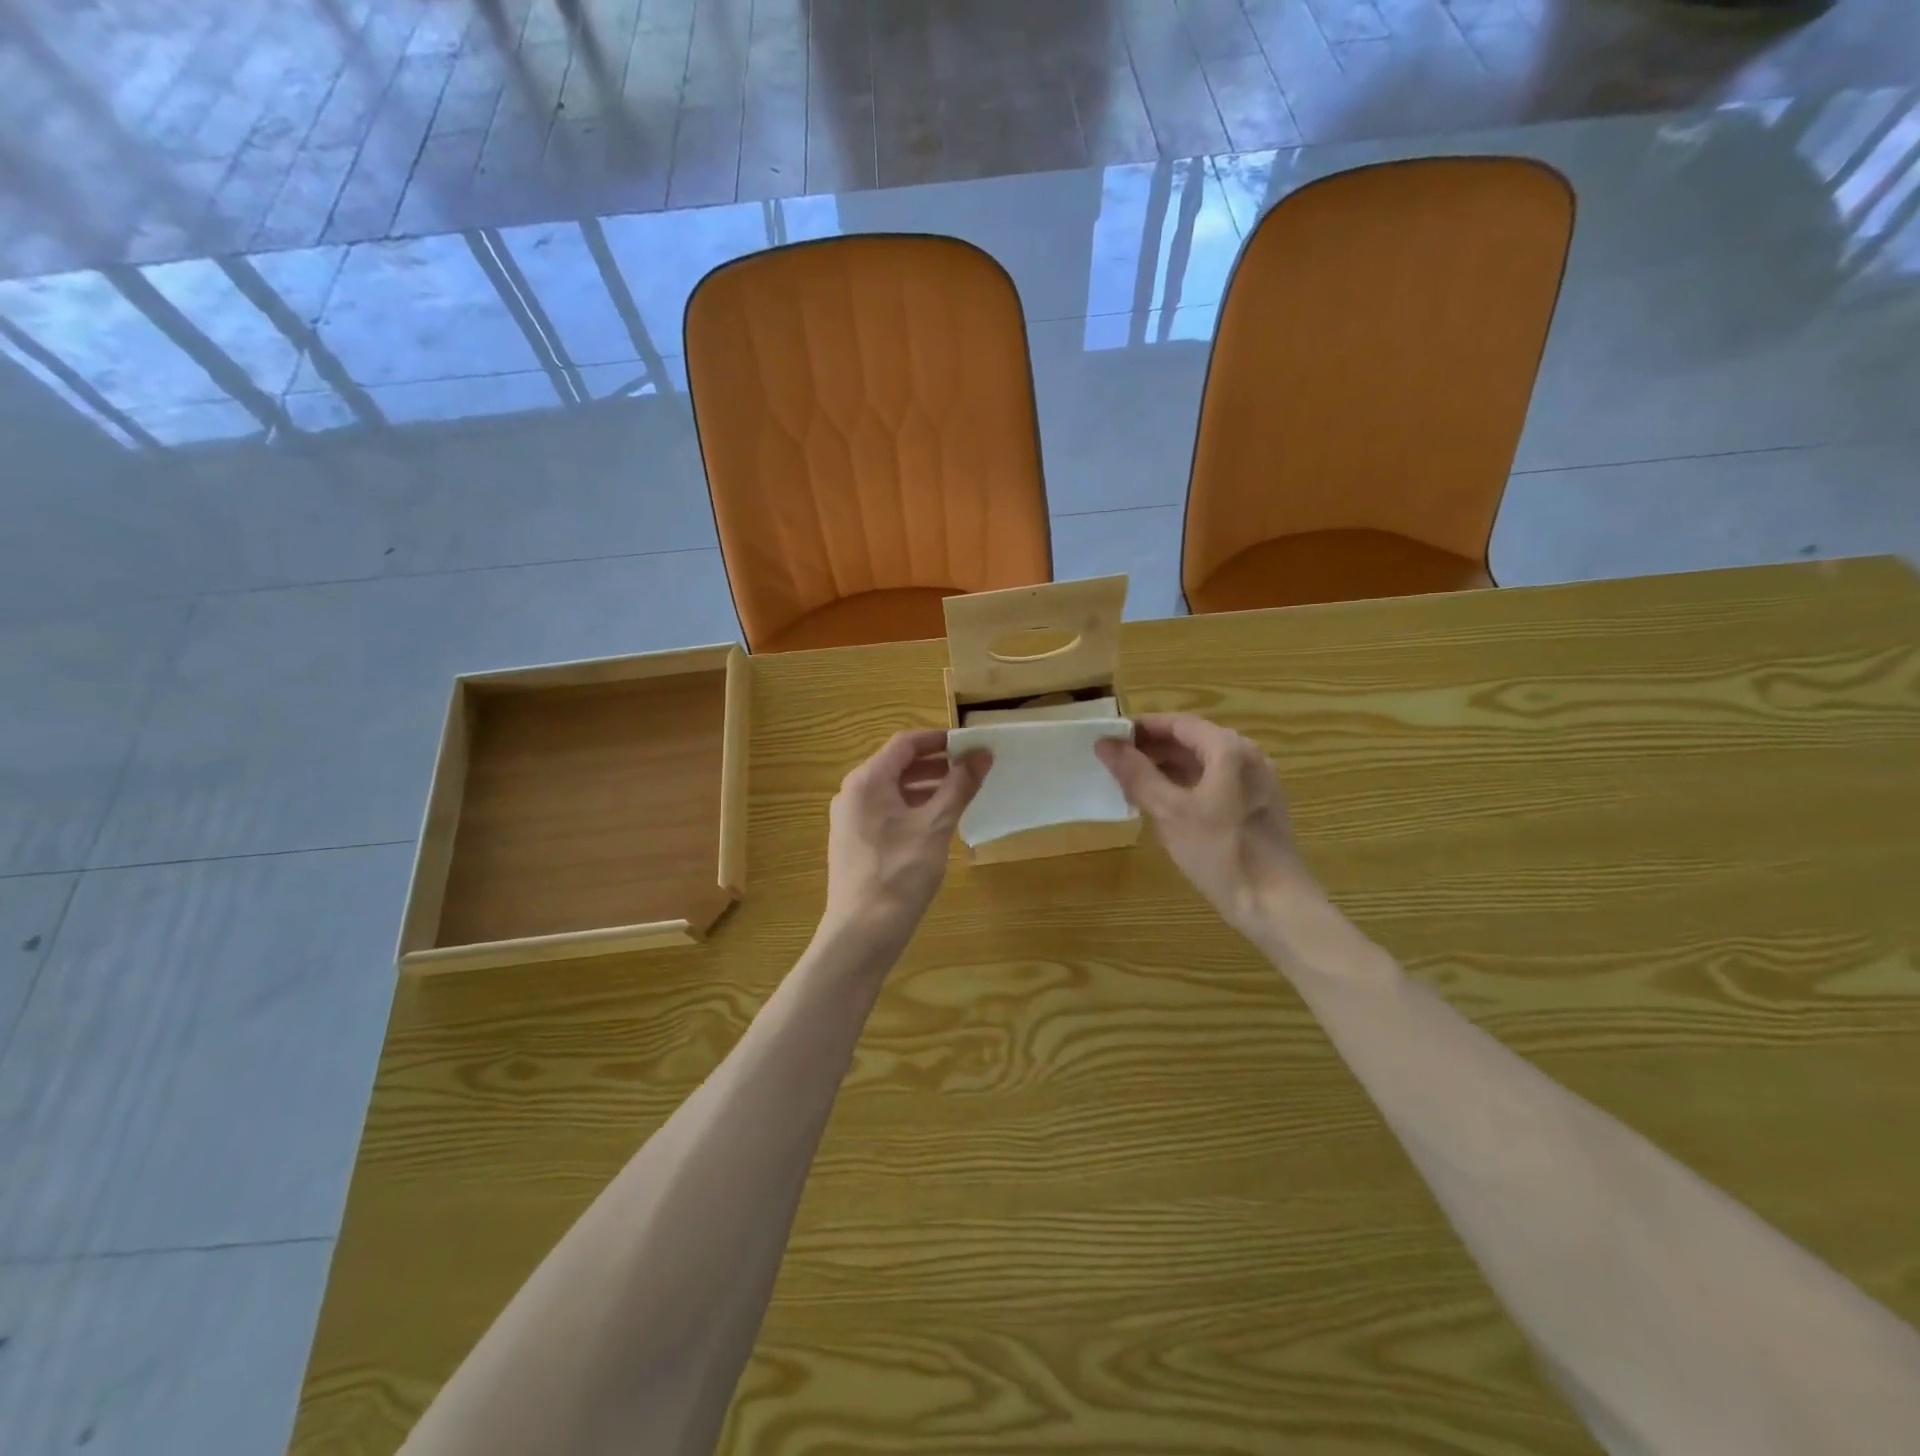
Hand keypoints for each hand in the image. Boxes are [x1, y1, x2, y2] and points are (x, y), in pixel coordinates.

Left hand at [822, 729, 990, 952]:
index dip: (939, 740)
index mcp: (867, 781)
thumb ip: (959, 787)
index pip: (905, 743)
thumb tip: (982, 754)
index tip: (971, 745)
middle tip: (972, 770)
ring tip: (961, 795)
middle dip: (936, 764)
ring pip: (893, 789)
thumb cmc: (899, 874)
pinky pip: (886, 811)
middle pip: (897, 765)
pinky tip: (937, 822)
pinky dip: (913, 807)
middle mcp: (853, 793)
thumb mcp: (935, 827)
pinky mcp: (854, 841)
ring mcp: (850, 818)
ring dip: (926, 787)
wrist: (861, 933)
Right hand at [1096, 713, 1310, 935]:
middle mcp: (1248, 756)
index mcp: (1229, 749)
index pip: (1179, 723)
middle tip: (1116, 762)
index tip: (1110, 737)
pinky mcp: (1257, 806)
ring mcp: (1256, 782)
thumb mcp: (1169, 811)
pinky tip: (1164, 804)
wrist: (1274, 903)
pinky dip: (1187, 784)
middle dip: (1153, 748)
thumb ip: (1136, 774)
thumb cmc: (1220, 852)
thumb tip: (1105, 744)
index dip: (1143, 727)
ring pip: (1204, 763)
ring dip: (1168, 767)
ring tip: (1132, 783)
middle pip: (1193, 740)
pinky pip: (1216, 782)